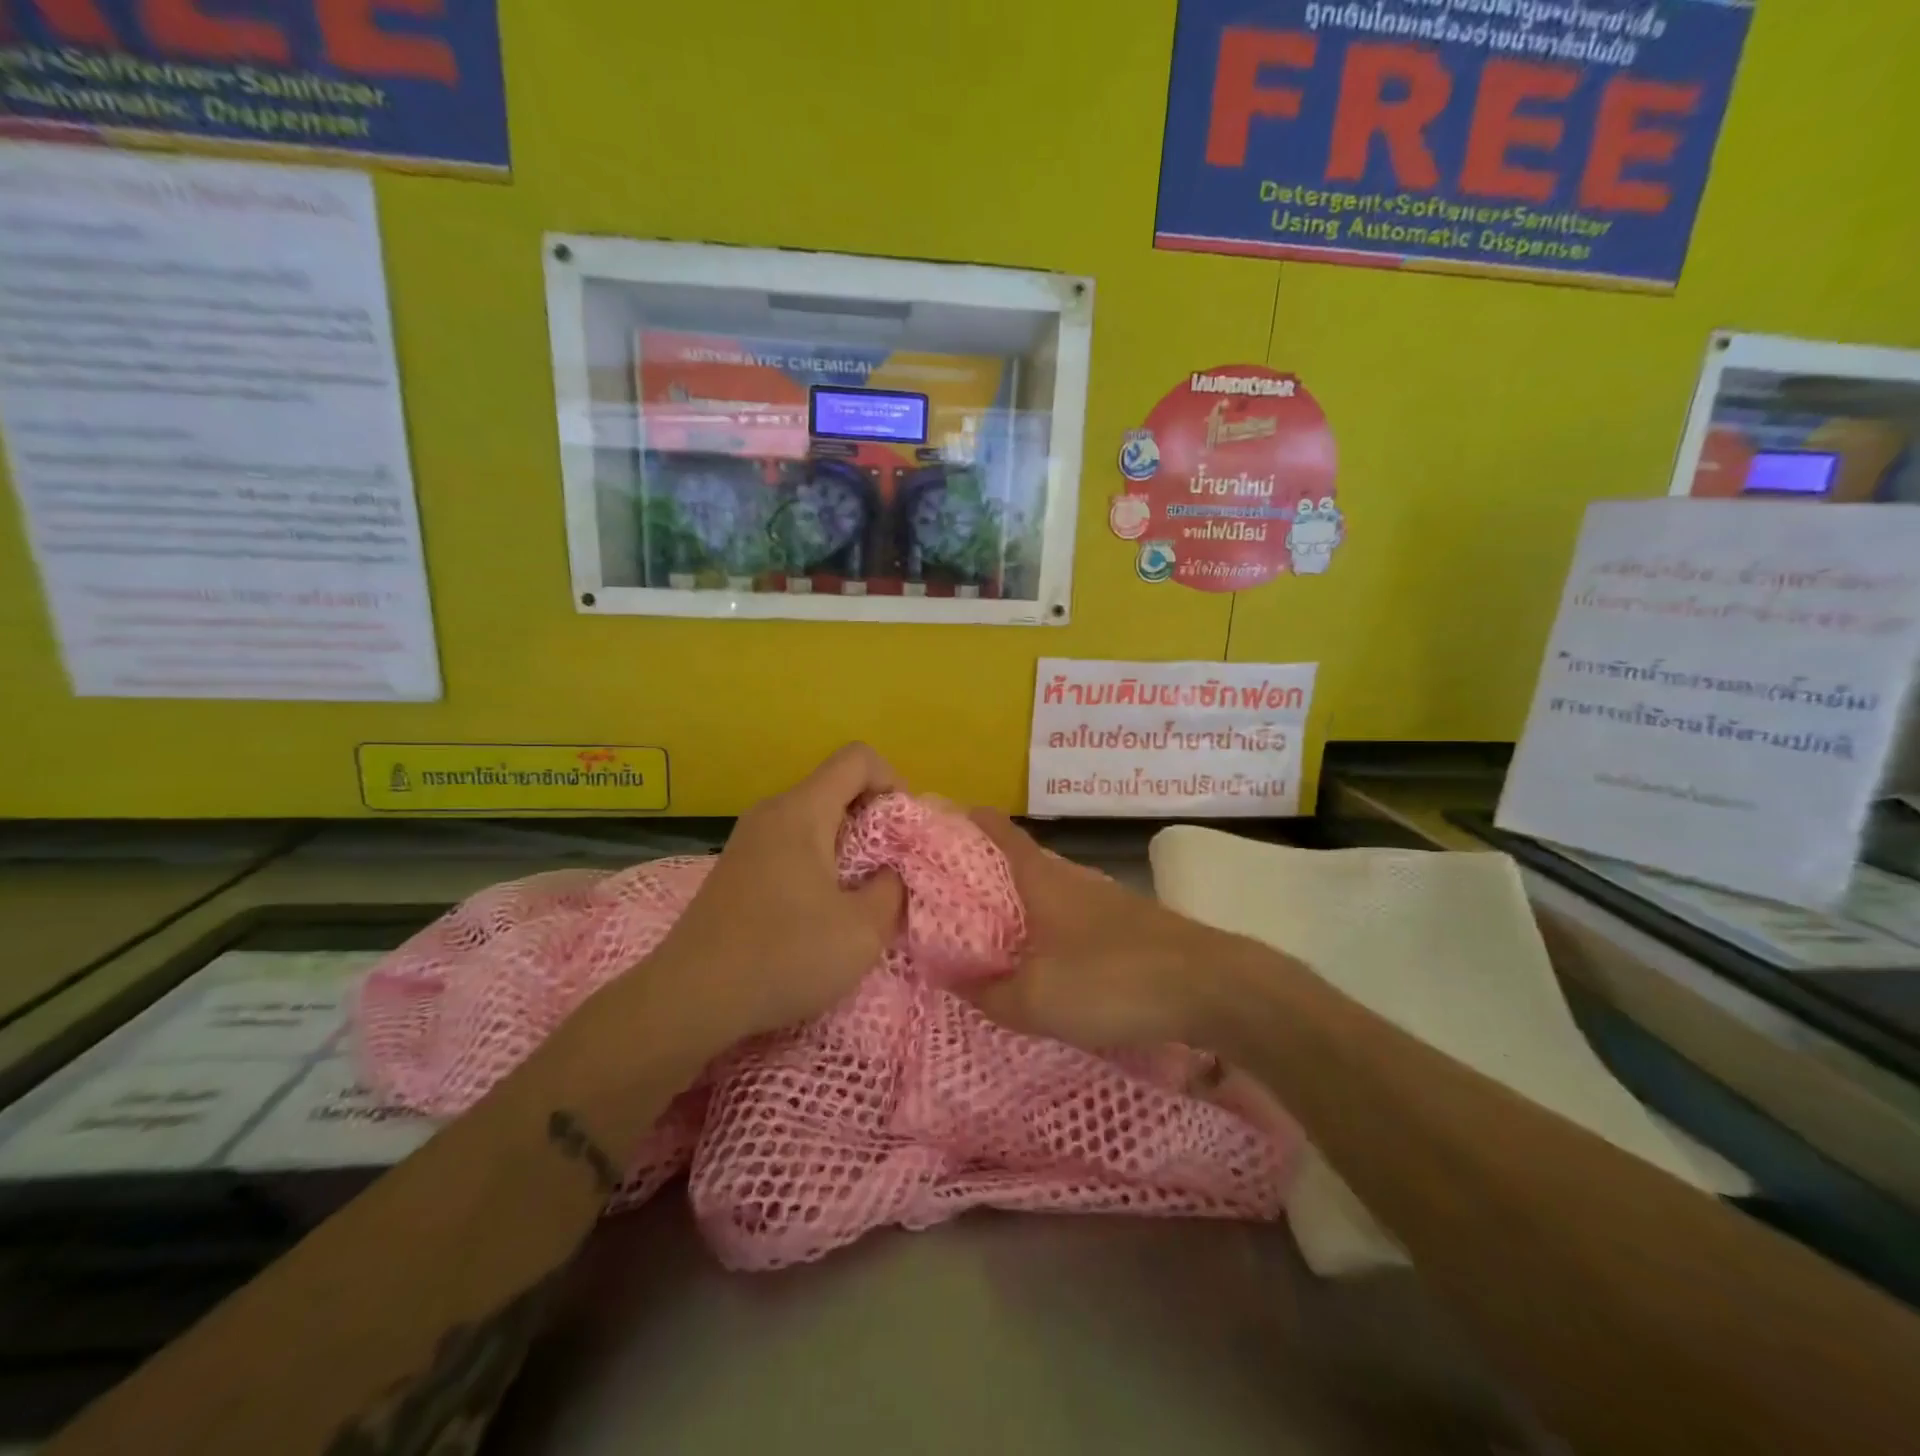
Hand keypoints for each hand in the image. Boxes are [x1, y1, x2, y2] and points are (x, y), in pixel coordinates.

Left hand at [651, 744, 905, 1040]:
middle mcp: (771, 812)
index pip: (857, 758)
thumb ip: (891, 890)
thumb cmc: (783, 955)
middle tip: (889, 868)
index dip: (892, 781)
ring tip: (859, 893)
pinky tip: (820, 910)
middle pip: (835, 786)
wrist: (689, 998)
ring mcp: (748, 839)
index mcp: (802, 811)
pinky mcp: (737, 868)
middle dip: (874, 818)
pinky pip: (790, 843)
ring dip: (847, 844)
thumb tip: (889, 874)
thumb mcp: (862, 930)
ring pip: (813, 817)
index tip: (902, 832)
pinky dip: (818, 861)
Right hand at [964, 810, 1237, 1049]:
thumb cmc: (1111, 980)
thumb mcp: (1036, 1000)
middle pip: (1023, 860)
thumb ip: (990, 994)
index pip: (1000, 832)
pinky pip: (1077, 914)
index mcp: (1042, 879)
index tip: (943, 818)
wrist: (1210, 988)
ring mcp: (1107, 898)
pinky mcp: (1132, 924)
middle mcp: (1073, 877)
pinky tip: (1052, 956)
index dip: (971, 821)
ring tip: (996, 927)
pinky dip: (1054, 924)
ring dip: (1024, 900)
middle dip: (989, 868)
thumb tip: (952, 979)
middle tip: (954, 889)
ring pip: (1052, 888)